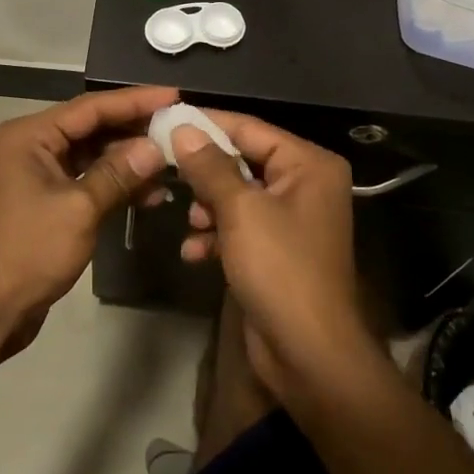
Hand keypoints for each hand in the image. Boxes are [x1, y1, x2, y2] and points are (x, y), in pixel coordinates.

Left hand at [0, 86, 178, 352]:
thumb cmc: (30, 251)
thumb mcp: (79, 209)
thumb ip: (118, 174)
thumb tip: (156, 148)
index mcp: (29, 135)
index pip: (90, 107)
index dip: (134, 100)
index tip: (173, 95)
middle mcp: (32, 145)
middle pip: (92, 127)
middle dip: (134, 130)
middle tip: (178, 128)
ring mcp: (39, 172)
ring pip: (93, 154)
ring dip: (129, 160)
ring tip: (172, 165)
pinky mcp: (48, 198)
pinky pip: (88, 178)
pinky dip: (116, 183)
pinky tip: (150, 193)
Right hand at [170, 113, 374, 400]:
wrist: (309, 353)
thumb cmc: (280, 269)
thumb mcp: (240, 210)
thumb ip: (209, 166)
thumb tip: (182, 129)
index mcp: (308, 164)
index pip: (250, 129)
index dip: (207, 123)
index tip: (165, 120)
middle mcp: (304, 184)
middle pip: (242, 161)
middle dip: (205, 172)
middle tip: (164, 168)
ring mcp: (291, 219)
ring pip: (237, 195)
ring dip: (208, 207)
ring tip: (190, 222)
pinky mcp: (277, 250)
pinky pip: (240, 227)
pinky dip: (217, 235)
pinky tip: (193, 252)